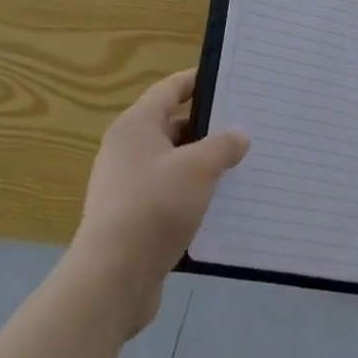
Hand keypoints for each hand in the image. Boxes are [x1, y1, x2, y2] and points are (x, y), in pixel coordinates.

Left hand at [67, 69, 249, 335]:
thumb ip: (223, 145)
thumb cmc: (156, 206)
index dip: (198, 81)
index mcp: (136, 126)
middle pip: (172, 126)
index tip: (229, 79)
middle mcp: (126, 150)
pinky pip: (168, 194)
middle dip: (208, 127)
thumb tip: (239, 136)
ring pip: (172, 163)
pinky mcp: (131, 219)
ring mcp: (126, 186)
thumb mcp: (199, 168)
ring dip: (202, 164)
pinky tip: (219, 202)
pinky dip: (192, 193)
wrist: (113, 278)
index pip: (169, 89)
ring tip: (240, 164)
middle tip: (245, 125)